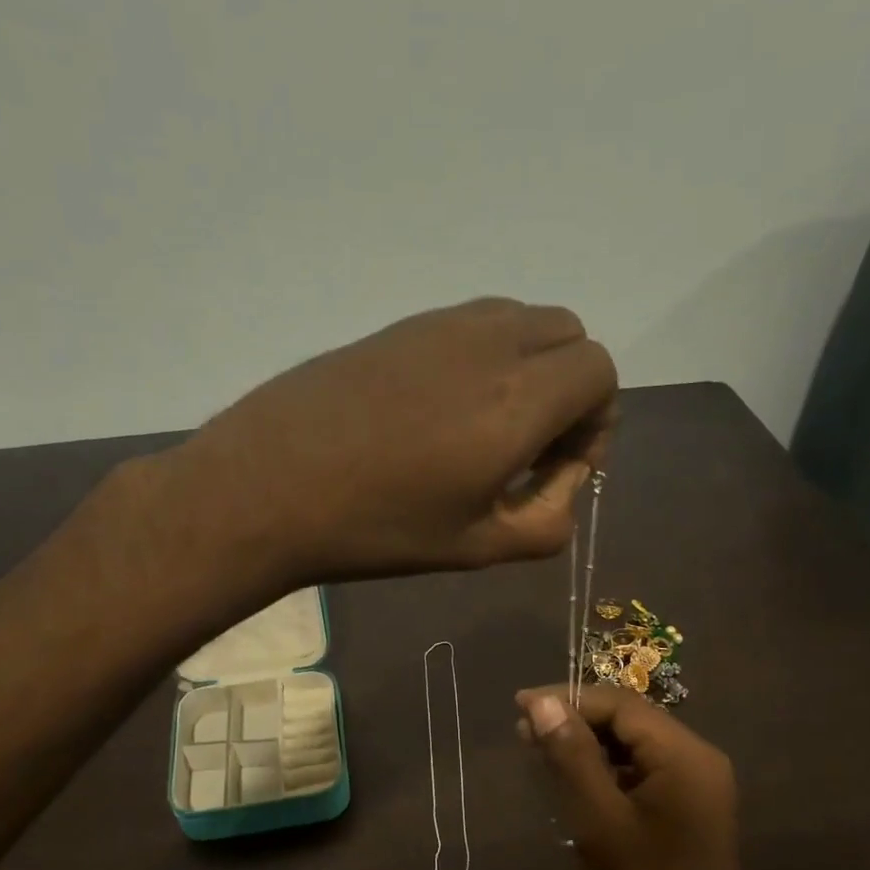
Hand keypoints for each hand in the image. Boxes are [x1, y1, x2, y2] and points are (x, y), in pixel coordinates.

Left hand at [182, 298, 615, 582]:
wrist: (269, 487)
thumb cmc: (379, 528)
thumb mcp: (478, 547)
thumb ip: (548, 520)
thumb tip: (565, 481)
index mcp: (520, 397)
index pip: (600, 372)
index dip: (596, 421)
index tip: (559, 469)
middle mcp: (491, 342)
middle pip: (570, 335)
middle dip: (570, 390)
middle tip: (529, 451)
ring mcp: (440, 325)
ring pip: (520, 322)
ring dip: (528, 369)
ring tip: (485, 433)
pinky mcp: (399, 325)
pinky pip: (470, 326)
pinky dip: (484, 359)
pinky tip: (438, 416)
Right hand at [516, 685, 752, 869]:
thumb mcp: (598, 822)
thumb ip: (571, 756)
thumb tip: (541, 702)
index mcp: (687, 757)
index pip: (622, 706)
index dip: (570, 699)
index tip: (519, 707)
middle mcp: (699, 764)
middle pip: (630, 723)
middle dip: (576, 722)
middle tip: (523, 731)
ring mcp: (695, 792)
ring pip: (633, 750)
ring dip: (587, 747)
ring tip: (538, 753)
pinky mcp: (685, 817)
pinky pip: (640, 777)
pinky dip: (604, 774)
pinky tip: (571, 783)